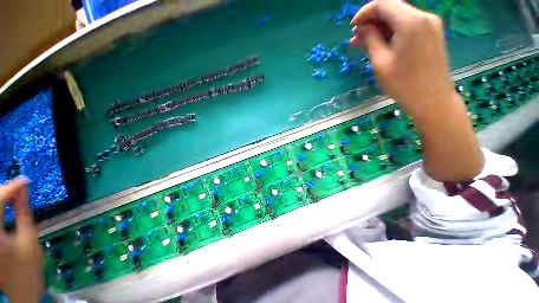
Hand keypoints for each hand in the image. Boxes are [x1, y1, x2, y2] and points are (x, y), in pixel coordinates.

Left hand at [0, 178, 43, 302]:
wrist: (20, 285)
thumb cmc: (28, 263)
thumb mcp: (29, 236)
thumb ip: (23, 210)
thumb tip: (23, 188)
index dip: (11, 187)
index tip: (25, 180)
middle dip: (3, 190)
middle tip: (18, 188)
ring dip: (0, 197)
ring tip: (11, 194)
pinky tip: (4, 204)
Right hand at [351, 0, 455, 119]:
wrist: (432, 99)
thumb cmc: (403, 84)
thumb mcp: (380, 62)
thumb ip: (370, 39)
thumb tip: (362, 27)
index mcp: (411, 22)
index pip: (383, 3)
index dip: (364, 13)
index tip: (352, 27)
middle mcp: (423, 16)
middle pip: (392, 8)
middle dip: (372, 21)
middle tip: (356, 39)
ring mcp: (430, 24)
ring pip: (399, 17)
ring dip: (381, 27)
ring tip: (365, 44)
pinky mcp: (432, 33)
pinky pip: (408, 25)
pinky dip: (393, 31)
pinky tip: (382, 44)